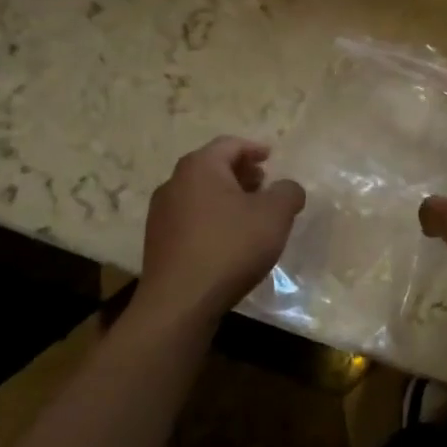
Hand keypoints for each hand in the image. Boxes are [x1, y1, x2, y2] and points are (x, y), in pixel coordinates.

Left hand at [140, 137, 305, 317]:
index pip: (230, 145)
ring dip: (227, 197)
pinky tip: (229, 239)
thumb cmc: (230, 247)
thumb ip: (288, 192)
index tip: (271, 157)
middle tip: (264, 184)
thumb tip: (288, 188)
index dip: (254, 148)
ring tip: (251, 214)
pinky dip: (213, 218)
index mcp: (200, 167)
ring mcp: (161, 214)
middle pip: (212, 167)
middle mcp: (174, 183)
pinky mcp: (158, 241)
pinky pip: (191, 218)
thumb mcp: (275, 216)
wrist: (181, 301)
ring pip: (200, 194)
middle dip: (240, 173)